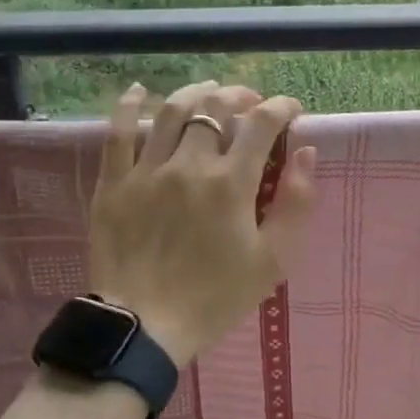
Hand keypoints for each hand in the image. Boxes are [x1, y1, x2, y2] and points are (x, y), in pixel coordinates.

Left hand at [88, 80, 319, 367]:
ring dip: (196, 93)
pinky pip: (117, 132)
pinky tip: (140, 91)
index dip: (281, 107)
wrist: (144, 327)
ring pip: (171, 111)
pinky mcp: (113, 182)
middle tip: (250, 102)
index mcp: (231, 183)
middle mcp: (189, 164)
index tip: (291, 110)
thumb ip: (295, 202)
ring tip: (209, 92)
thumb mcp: (273, 259)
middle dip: (240, 96)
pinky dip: (130, 105)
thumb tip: (306, 152)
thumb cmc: (216, 297)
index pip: (261, 123)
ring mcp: (146, 170)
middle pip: (216, 108)